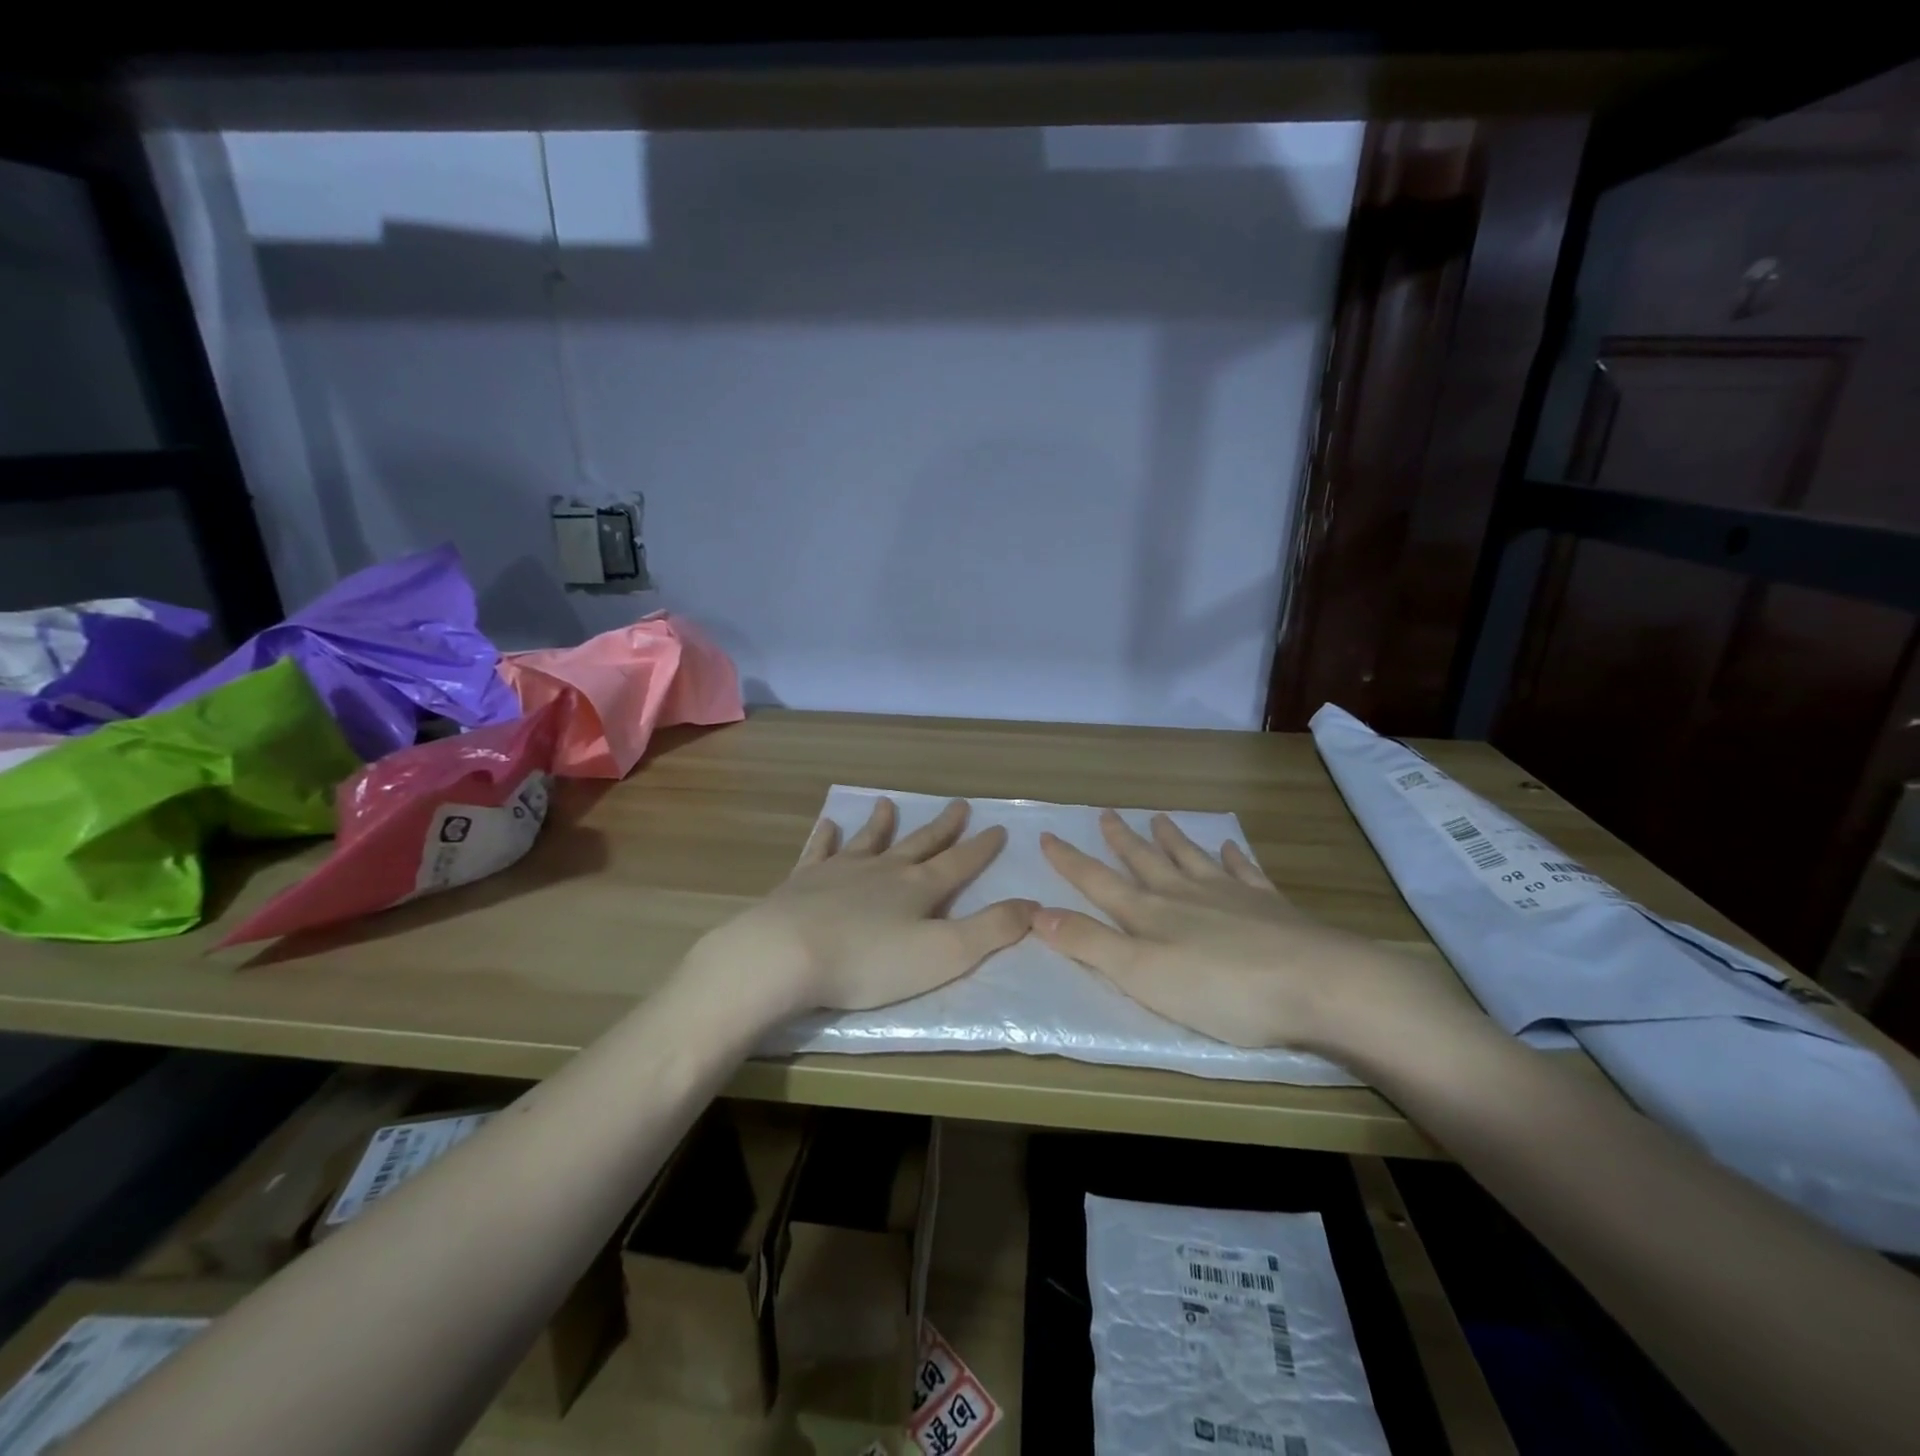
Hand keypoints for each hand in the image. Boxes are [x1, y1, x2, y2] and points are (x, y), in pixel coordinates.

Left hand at [687, 796, 1033, 1019]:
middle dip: (942, 828)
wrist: (786, 954)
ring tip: (890, 804)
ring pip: (869, 840)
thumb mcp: (944, 954)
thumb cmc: (869, 962)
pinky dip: (826, 837)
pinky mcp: (803, 881)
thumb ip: (992, 930)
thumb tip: (1034, 905)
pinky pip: (819, 850)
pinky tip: (828, 824)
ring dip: (883, 824)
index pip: (960, 863)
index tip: (998, 828)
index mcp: (919, 888)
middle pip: (919, 844)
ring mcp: (840, 871)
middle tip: (959, 805)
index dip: (982, 848)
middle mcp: (883, 870)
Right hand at [1035, 810, 1451, 1057]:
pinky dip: (1233, 858)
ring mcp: (1231, 897)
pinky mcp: (1272, 908)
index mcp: (1150, 915)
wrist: (1317, 984)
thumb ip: (1089, 943)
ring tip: (1159, 819)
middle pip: (1145, 862)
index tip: (1048, 835)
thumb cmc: (1220, 990)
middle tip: (1107, 814)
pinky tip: (1230, 847)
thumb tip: (1035, 911)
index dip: (1070, 861)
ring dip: (1172, 840)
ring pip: (1191, 859)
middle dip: (1122, 840)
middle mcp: (1185, 896)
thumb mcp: (1141, 974)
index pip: (1099, 882)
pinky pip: (1244, 873)